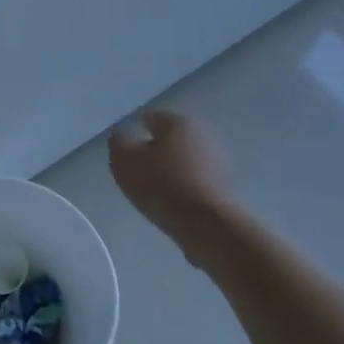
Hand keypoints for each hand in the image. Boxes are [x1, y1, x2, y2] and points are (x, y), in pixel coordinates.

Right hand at [108, 110, 230, 237]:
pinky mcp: (226, 186)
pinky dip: (184, 187)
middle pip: (170, 139)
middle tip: (138, 171)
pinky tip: (173, 203)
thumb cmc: (161, 184)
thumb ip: (118, 143)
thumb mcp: (125, 161)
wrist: (206, 224)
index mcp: (179, 122)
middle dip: (155, 151)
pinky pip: (196, 181)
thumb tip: (121, 136)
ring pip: (184, 160)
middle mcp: (203, 134)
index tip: (125, 151)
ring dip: (171, 170)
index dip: (135, 132)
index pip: (152, 118)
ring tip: (153, 191)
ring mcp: (218, 161)